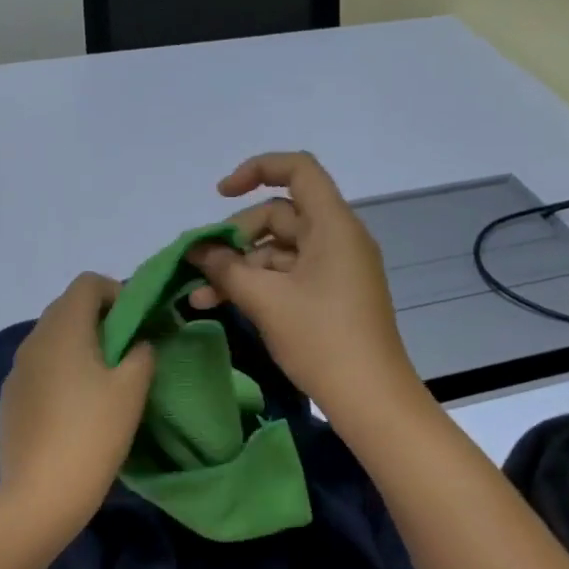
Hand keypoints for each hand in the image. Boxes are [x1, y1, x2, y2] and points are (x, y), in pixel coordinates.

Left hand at [0, 273, 155, 537]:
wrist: (39, 495)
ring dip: (80, 345)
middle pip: (68, 307)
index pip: (87, 283)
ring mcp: (17, 369)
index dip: (116, 292)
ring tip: (105, 380)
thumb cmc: (92, 434)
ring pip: (53, 338)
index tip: (137, 322)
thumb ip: (142, 353)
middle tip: (128, 350)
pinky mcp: (10, 397)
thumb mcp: (132, 390)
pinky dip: (61, 369)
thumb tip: (137, 344)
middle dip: (100, 319)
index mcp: (63, 328)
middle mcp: (34, 339)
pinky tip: (76, 406)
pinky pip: (40, 366)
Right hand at [187, 152, 423, 423]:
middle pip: (279, 215)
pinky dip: (258, 285)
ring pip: (278, 250)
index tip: (221, 194)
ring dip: (240, 268)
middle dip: (235, 237)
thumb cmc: (321, 339)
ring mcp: (336, 268)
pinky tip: (222, 304)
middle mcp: (337, 238)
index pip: (298, 169)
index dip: (257, 170)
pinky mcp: (331, 294)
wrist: (370, 399)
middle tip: (202, 265)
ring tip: (201, 296)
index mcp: (333, 225)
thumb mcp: (265, 300)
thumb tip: (198, 251)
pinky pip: (288, 275)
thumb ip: (226, 268)